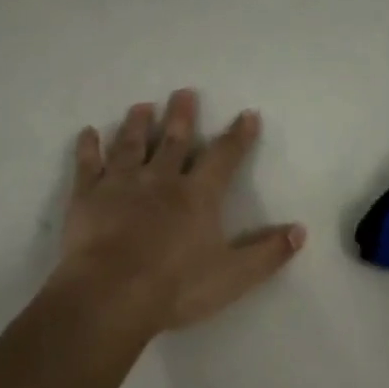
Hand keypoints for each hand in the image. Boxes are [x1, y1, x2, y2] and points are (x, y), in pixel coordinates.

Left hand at [54, 89, 305, 333]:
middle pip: (174, 140)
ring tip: (142, 106)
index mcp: (198, 196)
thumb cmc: (175, 287)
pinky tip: (88, 133)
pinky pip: (88, 165)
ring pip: (132, 145)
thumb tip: (300, 230)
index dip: (238, 137)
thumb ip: (268, 253)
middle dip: (182, 115)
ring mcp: (122, 184)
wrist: (110, 295)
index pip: (224, 158)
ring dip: (138, 124)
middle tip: (183, 92)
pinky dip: (88, 148)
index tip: (246, 115)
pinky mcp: (88, 196)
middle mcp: (161, 180)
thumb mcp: (233, 276)